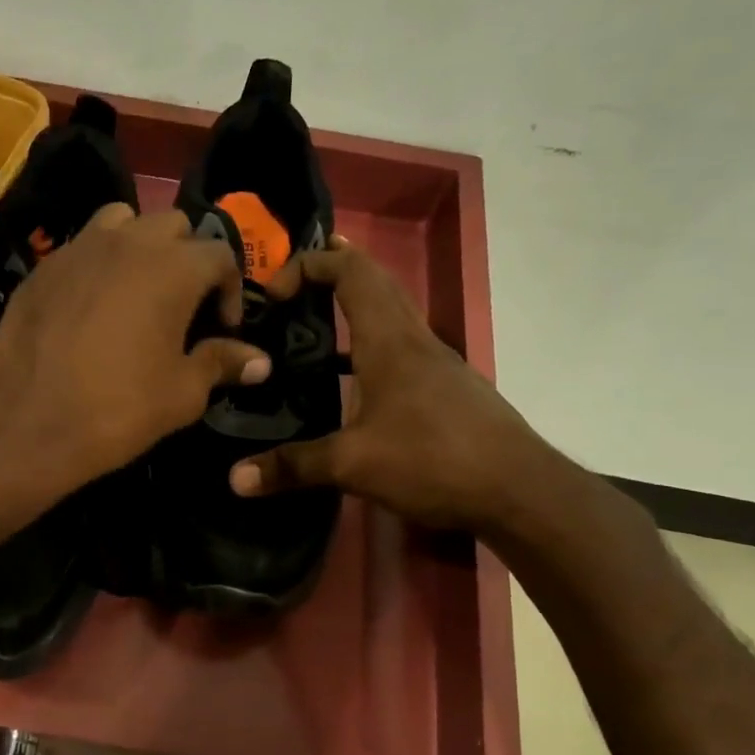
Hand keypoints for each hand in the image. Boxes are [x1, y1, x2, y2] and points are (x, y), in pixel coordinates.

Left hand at [0, 206, 269, 495]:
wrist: (26, 424)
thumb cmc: (117, 409)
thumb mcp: (182, 394)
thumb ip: (222, 363)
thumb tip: (261, 361)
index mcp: (174, 267)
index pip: (220, 254)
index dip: (230, 290)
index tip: (222, 328)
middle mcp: (128, 241)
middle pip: (173, 227)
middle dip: (187, 259)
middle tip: (182, 306)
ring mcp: (78, 249)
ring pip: (123, 222)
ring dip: (140, 246)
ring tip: (136, 290)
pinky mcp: (42, 268)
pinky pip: (81, 247)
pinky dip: (98, 263)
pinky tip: (91, 306)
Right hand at [227, 237, 558, 534]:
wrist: (519, 490)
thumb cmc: (434, 459)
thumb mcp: (353, 464)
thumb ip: (292, 466)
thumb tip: (235, 478)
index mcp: (389, 341)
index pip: (351, 272)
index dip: (310, 264)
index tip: (274, 290)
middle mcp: (415, 340)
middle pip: (376, 283)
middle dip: (334, 271)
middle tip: (292, 284)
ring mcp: (438, 364)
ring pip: (392, 316)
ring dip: (355, 308)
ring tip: (314, 327)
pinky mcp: (448, 390)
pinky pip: (402, 349)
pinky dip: (371, 347)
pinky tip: (354, 385)